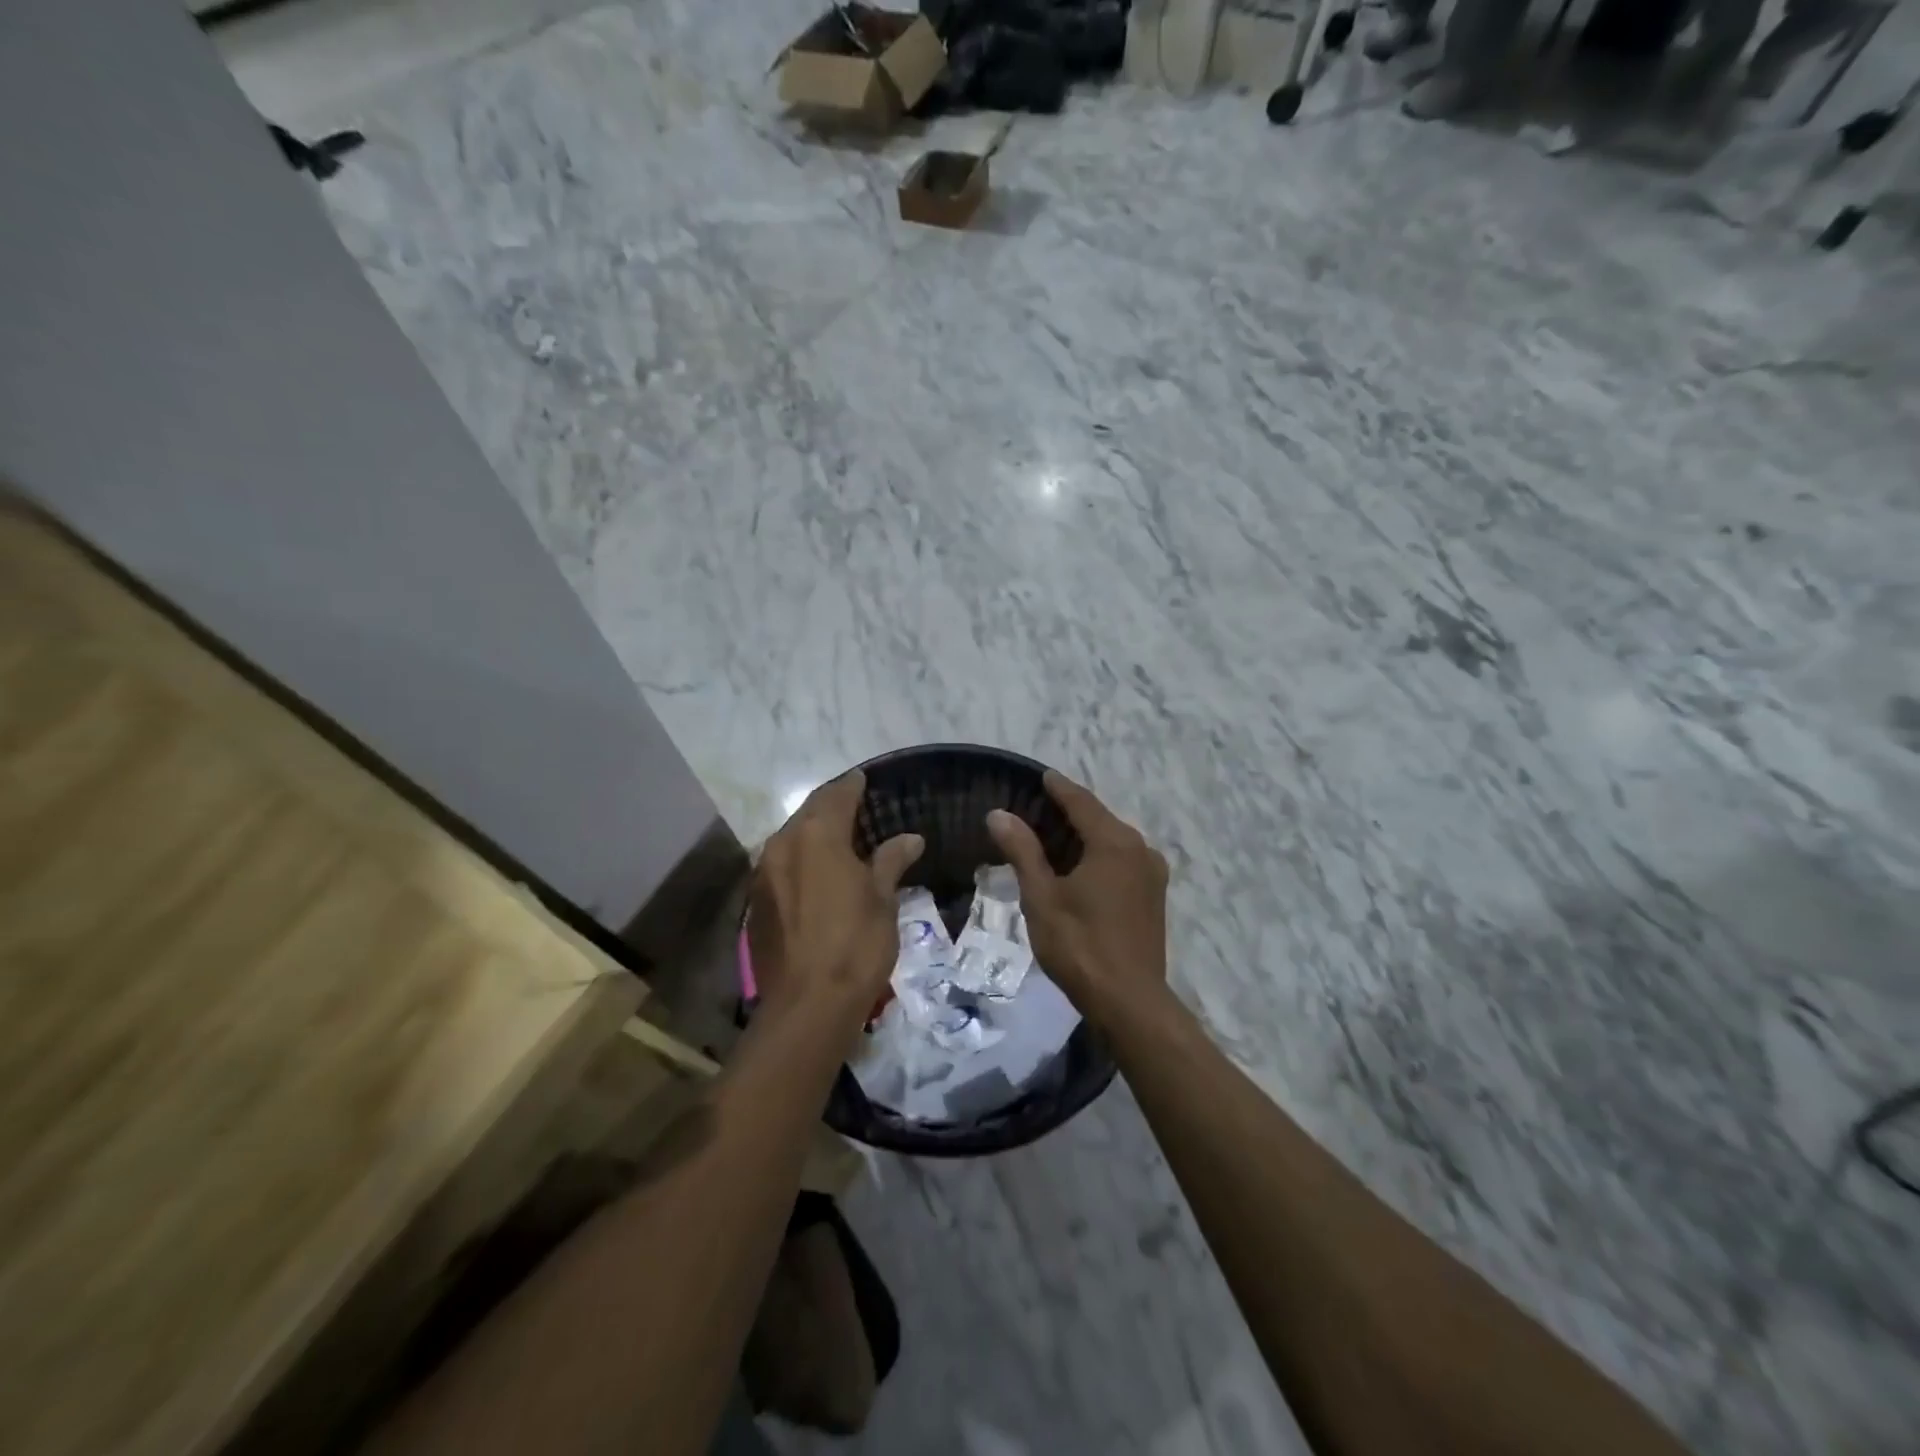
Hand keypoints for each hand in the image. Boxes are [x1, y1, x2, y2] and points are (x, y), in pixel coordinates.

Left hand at [748, 772, 922, 1024]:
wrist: (807, 1005)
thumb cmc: (855, 944)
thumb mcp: (882, 899)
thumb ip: (891, 861)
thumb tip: (911, 838)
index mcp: (816, 835)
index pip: (836, 795)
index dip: (852, 785)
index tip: (864, 779)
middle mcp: (782, 845)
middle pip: (808, 812)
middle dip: (831, 805)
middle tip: (855, 806)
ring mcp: (763, 873)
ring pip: (790, 838)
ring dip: (813, 832)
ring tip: (840, 838)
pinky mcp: (755, 902)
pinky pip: (781, 864)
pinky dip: (800, 859)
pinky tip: (818, 873)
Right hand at [987, 771, 1168, 1019]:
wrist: (1130, 1001)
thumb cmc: (1079, 945)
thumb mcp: (1041, 896)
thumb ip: (1022, 851)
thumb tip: (999, 814)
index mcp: (1114, 843)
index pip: (1082, 803)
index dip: (1059, 788)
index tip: (1043, 775)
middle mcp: (1140, 849)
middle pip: (1101, 819)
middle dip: (1071, 812)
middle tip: (1038, 807)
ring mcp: (1152, 874)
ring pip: (1113, 841)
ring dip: (1086, 835)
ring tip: (1053, 836)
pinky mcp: (1154, 896)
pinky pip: (1123, 860)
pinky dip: (1100, 855)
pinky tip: (1079, 867)